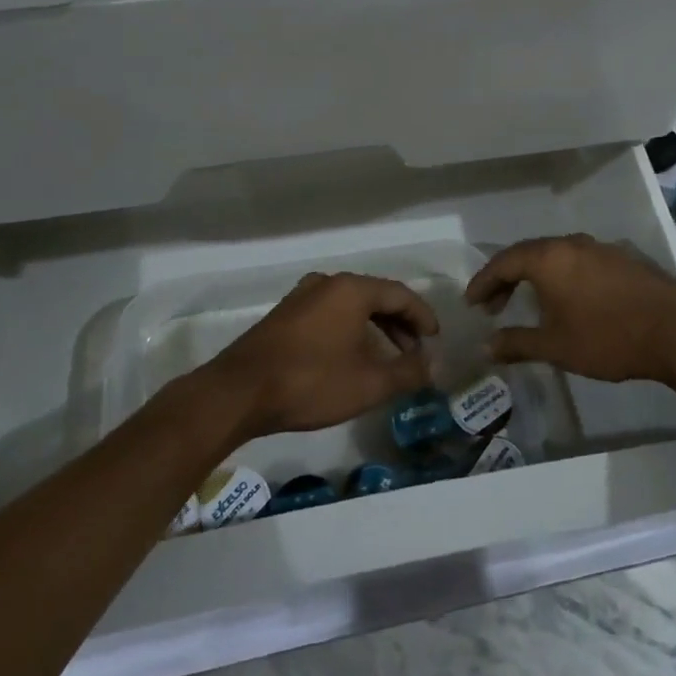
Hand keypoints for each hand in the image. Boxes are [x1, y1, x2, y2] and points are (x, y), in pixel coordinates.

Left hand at [210, 272, 437, 439]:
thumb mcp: (369, 383)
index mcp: (351, 289)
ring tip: (387, 358)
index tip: (436, 339)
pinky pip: (329, 314)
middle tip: (415, 351)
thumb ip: (408, 372)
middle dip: (399, 324)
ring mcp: (301, 297)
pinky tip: (351, 357)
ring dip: (374, 329)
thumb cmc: (311, 382)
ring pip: (350, 307)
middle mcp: (327, 283)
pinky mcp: (284, 315)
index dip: (422, 316)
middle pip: (375, 297)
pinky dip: (350, 330)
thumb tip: (433, 364)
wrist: (239, 392)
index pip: (400, 294)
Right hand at [465, 235, 675, 384]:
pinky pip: (579, 261)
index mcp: (549, 258)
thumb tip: (486, 346)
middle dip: (507, 278)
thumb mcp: (555, 347)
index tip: (472, 302)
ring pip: (555, 255)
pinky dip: (562, 276)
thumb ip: (517, 343)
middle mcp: (571, 244)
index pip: (504, 262)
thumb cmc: (607, 338)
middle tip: (494, 305)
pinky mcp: (622, 258)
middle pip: (528, 254)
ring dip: (535, 276)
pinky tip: (568, 299)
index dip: (484, 282)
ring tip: (529, 302)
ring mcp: (599, 248)